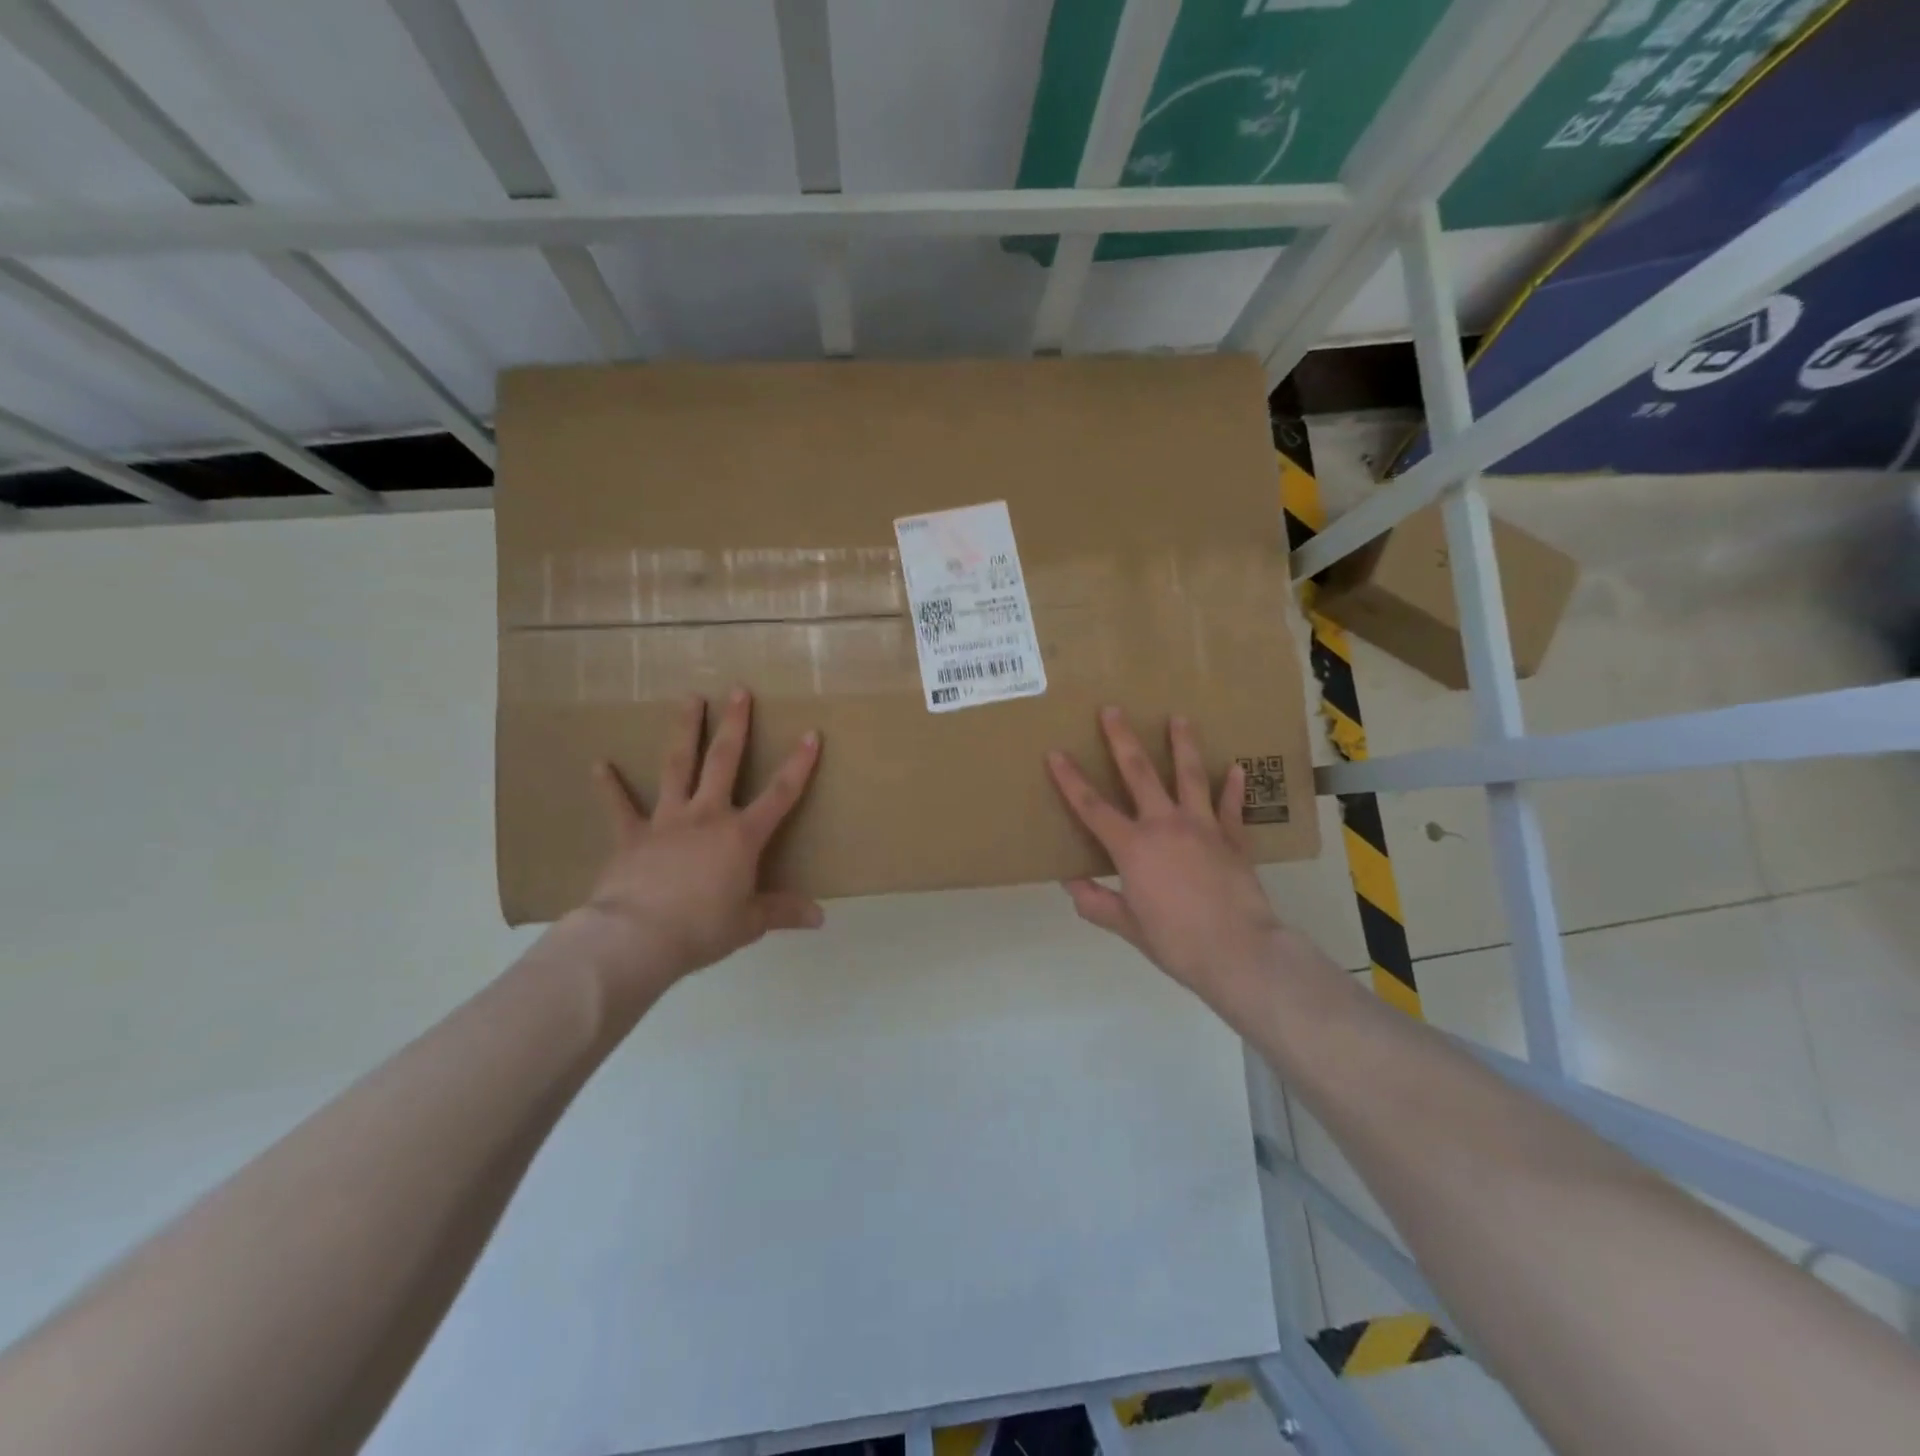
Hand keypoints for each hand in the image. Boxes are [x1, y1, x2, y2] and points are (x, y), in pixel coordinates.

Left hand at [572, 688, 822, 1001]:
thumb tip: (820, 917)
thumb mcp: (749, 923)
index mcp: (741, 836)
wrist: (637, 937)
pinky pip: (619, 806)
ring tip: (689, 698)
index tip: (811, 734)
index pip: (779, 794)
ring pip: (677, 766)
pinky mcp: (630, 836)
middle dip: (734, 725)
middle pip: (724, 761)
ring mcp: (666, 821)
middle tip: (738, 690)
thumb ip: (783, 912)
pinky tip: (598, 764)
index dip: (799, 765)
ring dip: (684, 731)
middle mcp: (706, 816)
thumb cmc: (702, 929)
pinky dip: (609, 786)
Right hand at [1047, 708, 1310, 1011]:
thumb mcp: (1128, 926)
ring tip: (1179, 718)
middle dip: (1122, 739)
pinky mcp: (1233, 839)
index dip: (1070, 779)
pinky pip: (1231, 807)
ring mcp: (1202, 827)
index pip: (1092, 807)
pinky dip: (1233, 788)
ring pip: (1190, 776)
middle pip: (1139, 773)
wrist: (1239, 952)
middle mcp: (1165, 825)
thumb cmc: (1176, 942)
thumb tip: (1071, 884)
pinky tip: (1237, 768)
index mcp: (1133, 848)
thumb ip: (1097, 902)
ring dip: (1183, 745)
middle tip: (1113, 709)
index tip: (1056, 752)